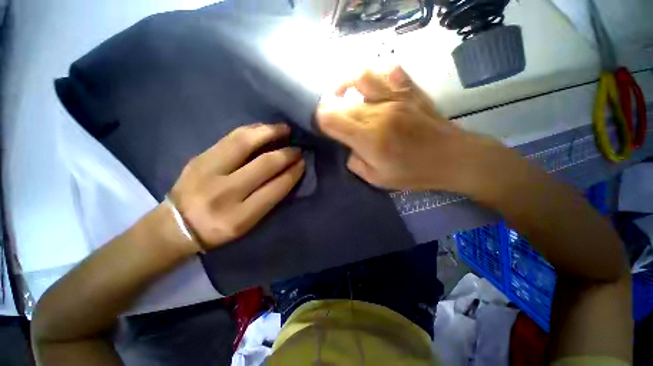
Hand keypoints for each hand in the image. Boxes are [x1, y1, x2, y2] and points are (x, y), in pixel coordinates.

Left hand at [169, 123, 304, 248]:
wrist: (175, 225)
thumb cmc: (218, 229)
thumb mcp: (248, 224)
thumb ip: (269, 199)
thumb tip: (289, 173)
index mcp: (239, 217)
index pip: (276, 188)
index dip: (293, 173)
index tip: (303, 163)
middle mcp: (224, 193)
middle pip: (264, 164)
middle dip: (286, 153)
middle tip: (297, 148)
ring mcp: (208, 170)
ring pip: (245, 142)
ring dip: (269, 132)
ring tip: (284, 129)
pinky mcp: (200, 157)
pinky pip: (231, 137)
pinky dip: (252, 130)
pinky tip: (263, 128)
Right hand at [317, 66, 512, 194]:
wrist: (453, 158)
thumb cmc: (414, 173)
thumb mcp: (377, 180)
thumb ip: (355, 163)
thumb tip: (349, 147)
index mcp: (369, 138)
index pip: (331, 119)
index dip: (319, 120)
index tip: (320, 127)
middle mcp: (379, 113)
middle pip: (342, 102)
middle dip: (330, 108)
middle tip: (332, 117)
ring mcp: (396, 97)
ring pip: (360, 79)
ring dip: (346, 85)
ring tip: (344, 95)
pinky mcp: (410, 91)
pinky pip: (389, 72)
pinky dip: (375, 76)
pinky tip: (372, 87)